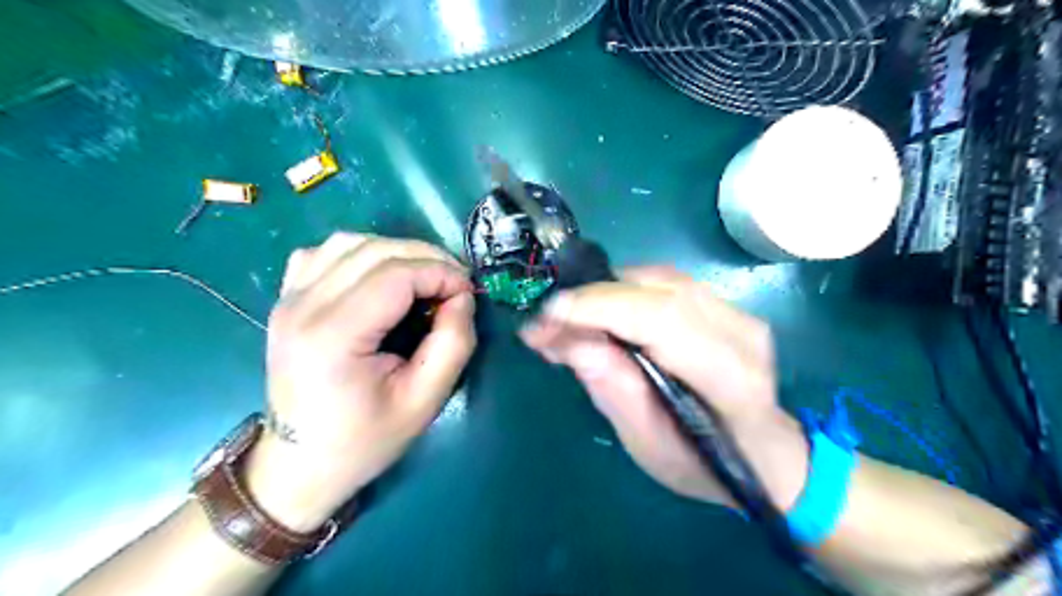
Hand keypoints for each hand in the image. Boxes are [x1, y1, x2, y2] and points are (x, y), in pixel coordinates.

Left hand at [245, 232, 476, 531]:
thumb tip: (462, 295)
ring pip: (348, 242)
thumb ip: (453, 343)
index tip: (468, 291)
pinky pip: (324, 253)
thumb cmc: (365, 440)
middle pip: (374, 250)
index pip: (395, 274)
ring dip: (395, 251)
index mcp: (333, 336)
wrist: (299, 464)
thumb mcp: (425, 400)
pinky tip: (378, 278)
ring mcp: (288, 299)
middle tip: (454, 283)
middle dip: (426, 258)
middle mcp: (302, 307)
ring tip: (423, 278)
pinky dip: (360, 254)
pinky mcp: (286, 300)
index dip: (441, 272)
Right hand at [521, 267, 806, 508]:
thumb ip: (613, 390)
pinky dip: (624, 292)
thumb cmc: (703, 463)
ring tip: (568, 319)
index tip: (546, 316)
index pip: (662, 321)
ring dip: (605, 293)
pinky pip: (665, 283)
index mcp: (731, 379)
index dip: (599, 308)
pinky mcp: (726, 303)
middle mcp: (741, 332)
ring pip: (659, 279)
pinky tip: (602, 313)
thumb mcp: (649, 445)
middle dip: (592, 299)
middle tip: (546, 322)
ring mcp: (738, 311)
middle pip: (657, 290)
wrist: (762, 451)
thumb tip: (567, 338)